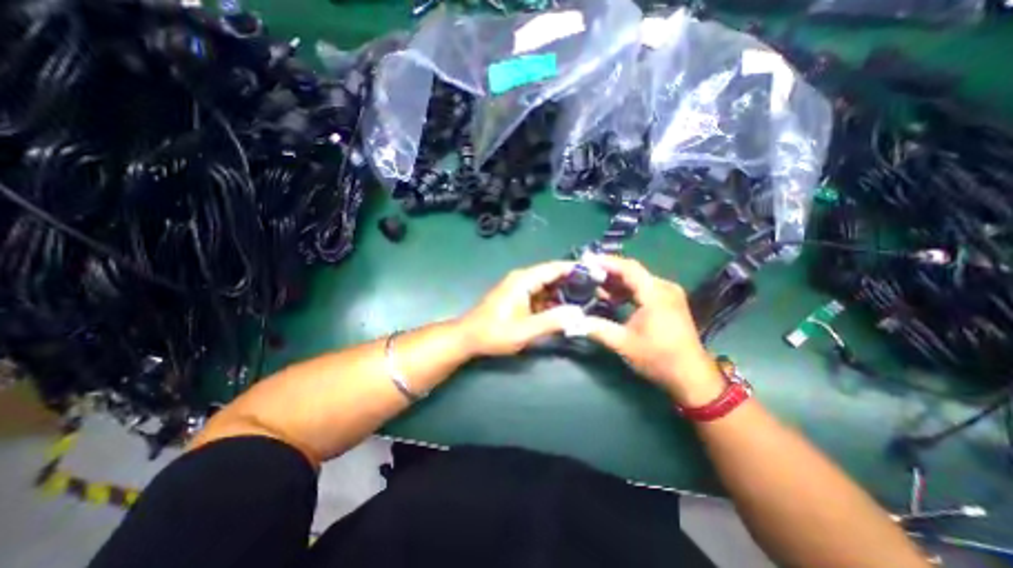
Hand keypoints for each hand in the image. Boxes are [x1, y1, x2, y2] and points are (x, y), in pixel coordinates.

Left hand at [459, 259, 584, 356]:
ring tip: (587, 300)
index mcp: (524, 280)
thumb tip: (579, 313)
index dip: (575, 269)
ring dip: (565, 292)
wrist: (469, 338)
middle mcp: (523, 279)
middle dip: (574, 282)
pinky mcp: (519, 297)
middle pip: (553, 275)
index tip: (597, 274)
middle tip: (596, 291)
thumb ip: (551, 321)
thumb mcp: (524, 330)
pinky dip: (554, 300)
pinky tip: (567, 310)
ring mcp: (521, 288)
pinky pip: (541, 295)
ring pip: (548, 285)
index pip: (554, 268)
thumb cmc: (493, 333)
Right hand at [582, 256, 722, 406]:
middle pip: (632, 272)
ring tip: (594, 286)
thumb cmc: (659, 358)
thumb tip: (572, 321)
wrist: (691, 377)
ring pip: (637, 280)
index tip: (585, 261)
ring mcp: (668, 294)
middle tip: (585, 274)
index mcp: (655, 294)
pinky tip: (612, 298)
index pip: (628, 268)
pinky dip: (626, 291)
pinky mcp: (668, 302)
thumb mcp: (624, 344)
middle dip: (608, 272)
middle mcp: (664, 288)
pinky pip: (643, 289)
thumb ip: (597, 328)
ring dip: (616, 282)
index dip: (606, 262)